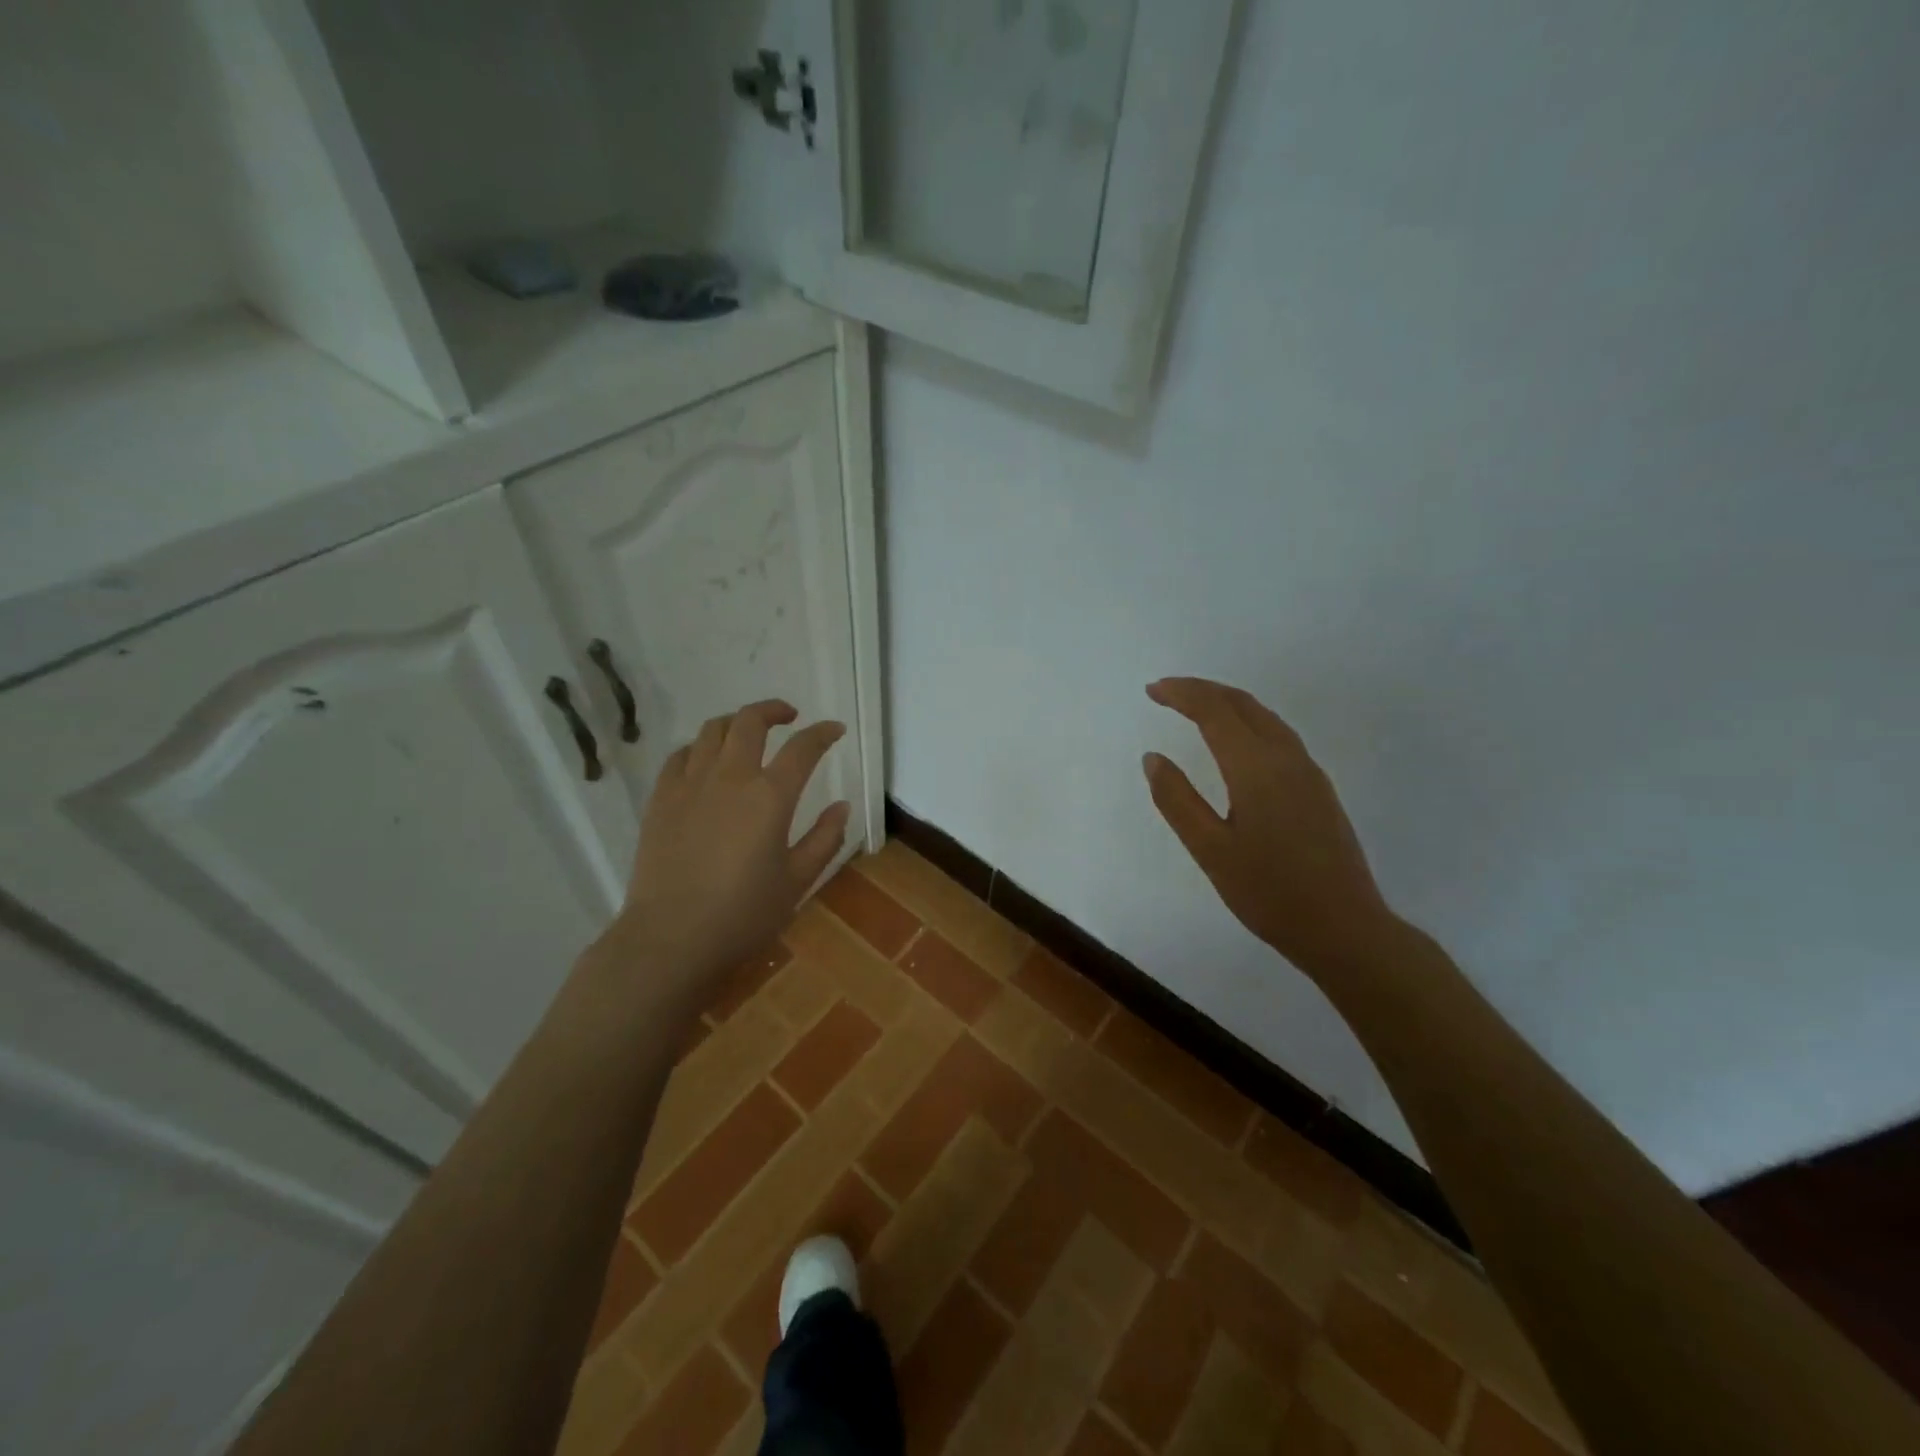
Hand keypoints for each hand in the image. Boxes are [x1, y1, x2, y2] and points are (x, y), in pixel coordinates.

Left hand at [606, 699, 849, 995]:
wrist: (671, 938)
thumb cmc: (743, 914)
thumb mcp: (797, 881)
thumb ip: (825, 839)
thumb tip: (841, 806)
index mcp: (770, 796)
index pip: (803, 747)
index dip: (823, 733)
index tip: (834, 729)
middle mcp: (730, 777)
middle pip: (751, 721)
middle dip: (774, 710)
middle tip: (790, 717)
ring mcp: (690, 784)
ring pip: (712, 730)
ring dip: (736, 722)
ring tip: (748, 733)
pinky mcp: (661, 798)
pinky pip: (680, 755)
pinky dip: (699, 747)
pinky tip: (706, 761)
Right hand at [1144, 677, 1397, 979]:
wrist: (1344, 928)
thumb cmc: (1269, 892)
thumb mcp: (1210, 850)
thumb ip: (1177, 800)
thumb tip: (1154, 757)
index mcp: (1256, 767)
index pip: (1214, 711)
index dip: (1182, 694)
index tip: (1151, 690)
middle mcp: (1286, 758)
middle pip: (1243, 704)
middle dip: (1203, 690)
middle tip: (1166, 691)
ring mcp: (1308, 772)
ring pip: (1265, 717)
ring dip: (1227, 703)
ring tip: (1196, 707)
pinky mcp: (1318, 789)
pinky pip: (1278, 735)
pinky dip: (1247, 721)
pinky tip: (1236, 741)